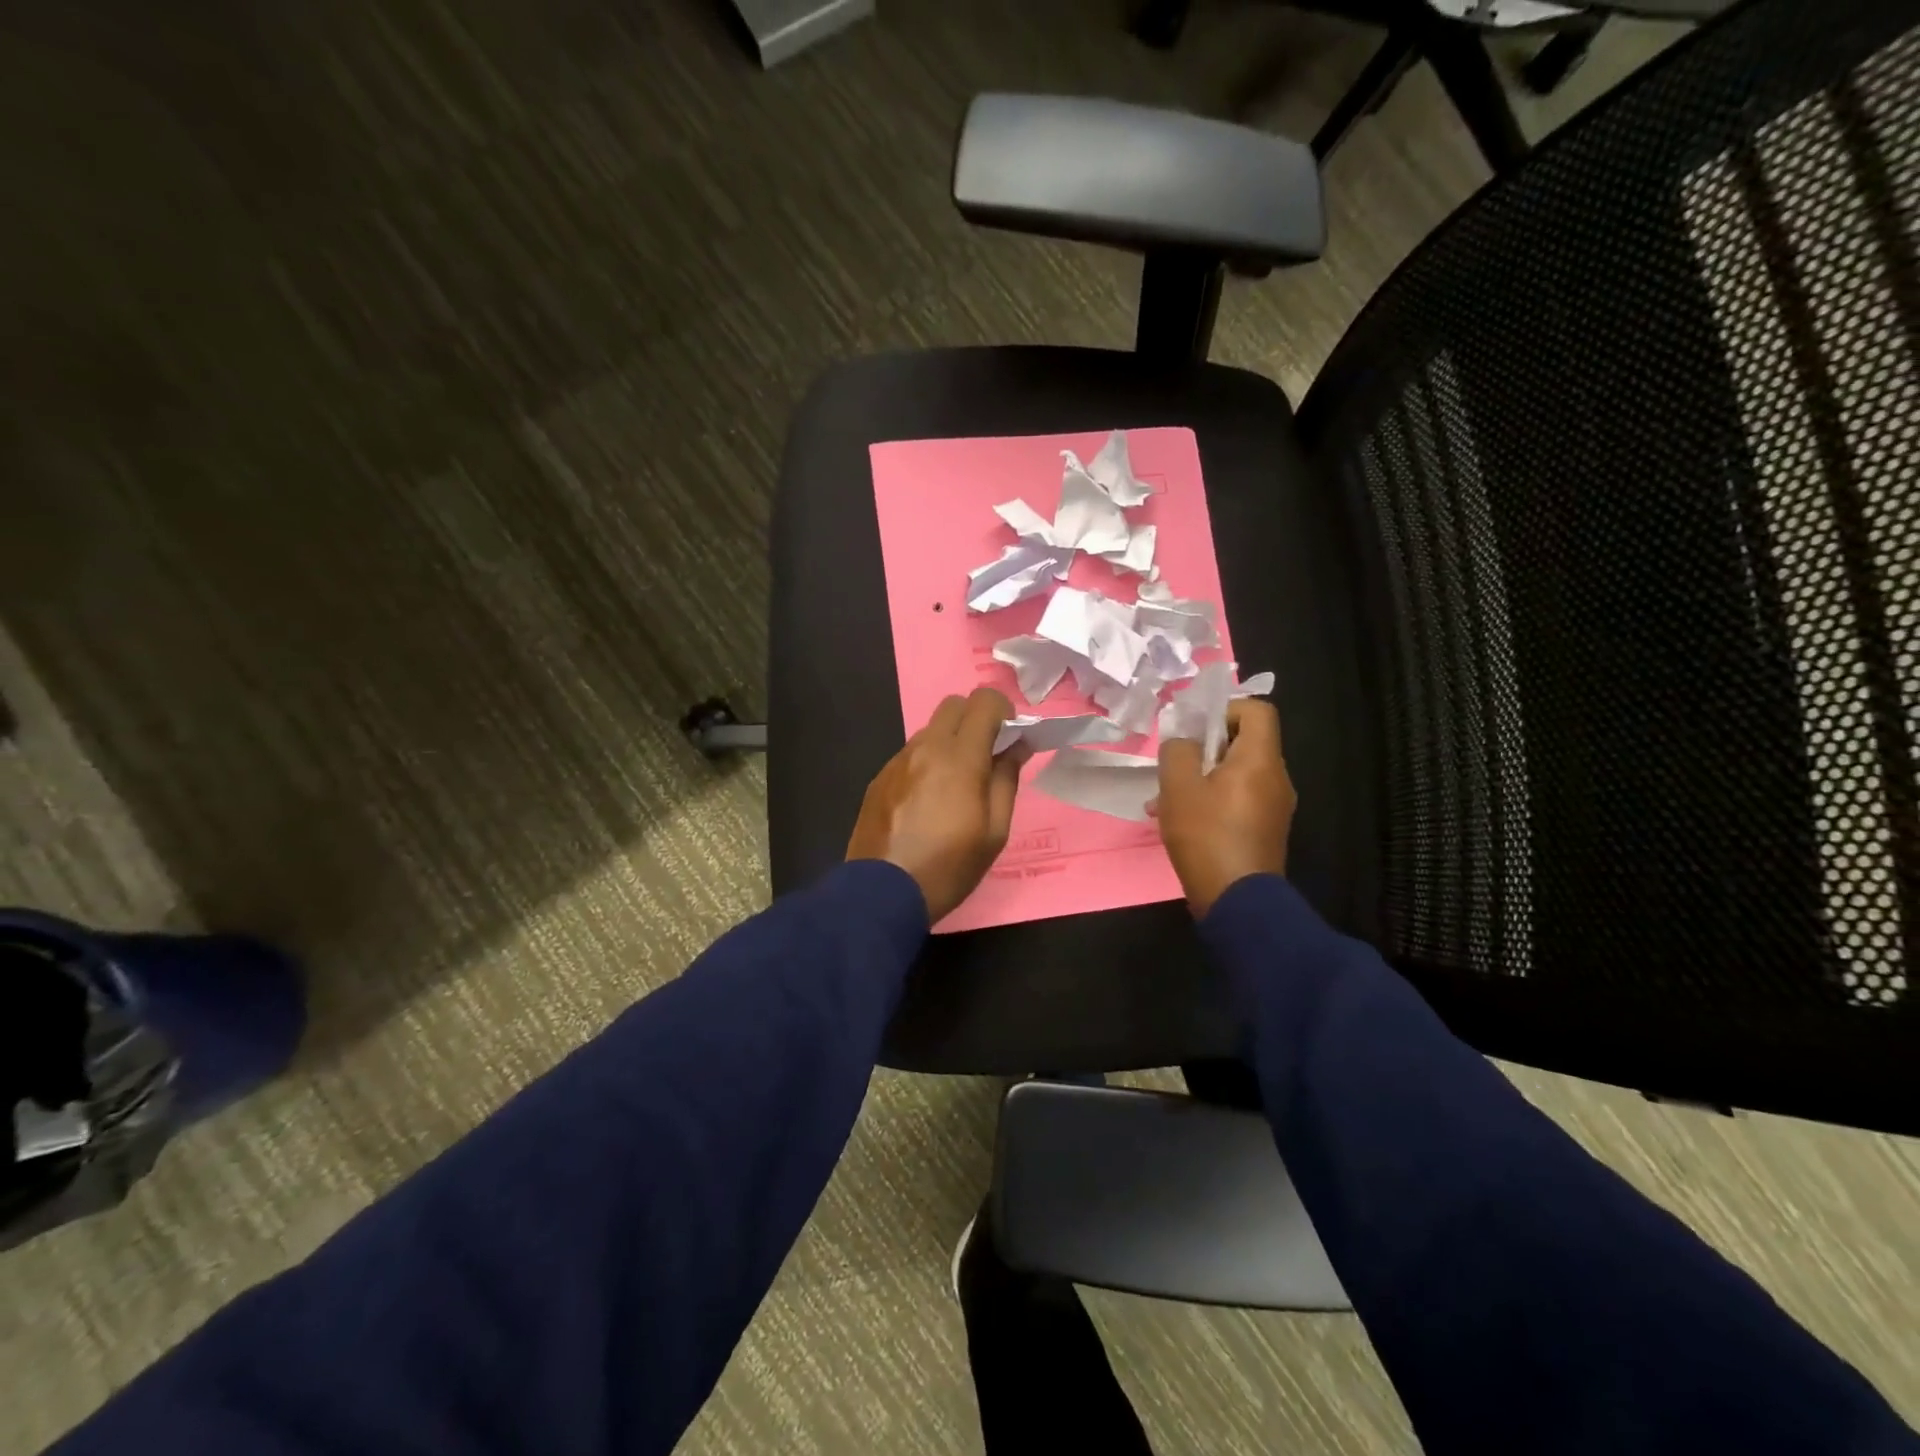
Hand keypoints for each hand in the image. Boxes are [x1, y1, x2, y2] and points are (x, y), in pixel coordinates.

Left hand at [846, 687, 1024, 922]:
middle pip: (953, 704)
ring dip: (950, 740)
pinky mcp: (880, 777)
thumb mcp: (994, 832)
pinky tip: (927, 800)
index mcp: (960, 758)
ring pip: (930, 728)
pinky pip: (910, 753)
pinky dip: (927, 761)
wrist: (882, 893)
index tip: (1009, 738)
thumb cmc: (949, 867)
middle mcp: (926, 748)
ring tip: (956, 783)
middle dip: (976, 718)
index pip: (984, 701)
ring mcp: (898, 760)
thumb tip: (1017, 746)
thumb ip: (1006, 779)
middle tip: (987, 755)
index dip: (1003, 711)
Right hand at [1155, 699, 1295, 917]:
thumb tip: (1184, 740)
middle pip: (1245, 742)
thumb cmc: (1206, 835)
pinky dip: (1213, 801)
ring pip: (1237, 774)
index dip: (1225, 710)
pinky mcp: (1266, 830)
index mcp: (1261, 759)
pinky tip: (1181, 823)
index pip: (1257, 710)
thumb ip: (1177, 751)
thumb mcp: (1178, 786)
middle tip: (1175, 767)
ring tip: (1166, 801)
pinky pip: (1239, 800)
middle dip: (1205, 749)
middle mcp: (1277, 777)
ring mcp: (1275, 807)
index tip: (1195, 731)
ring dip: (1203, 778)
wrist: (1237, 901)